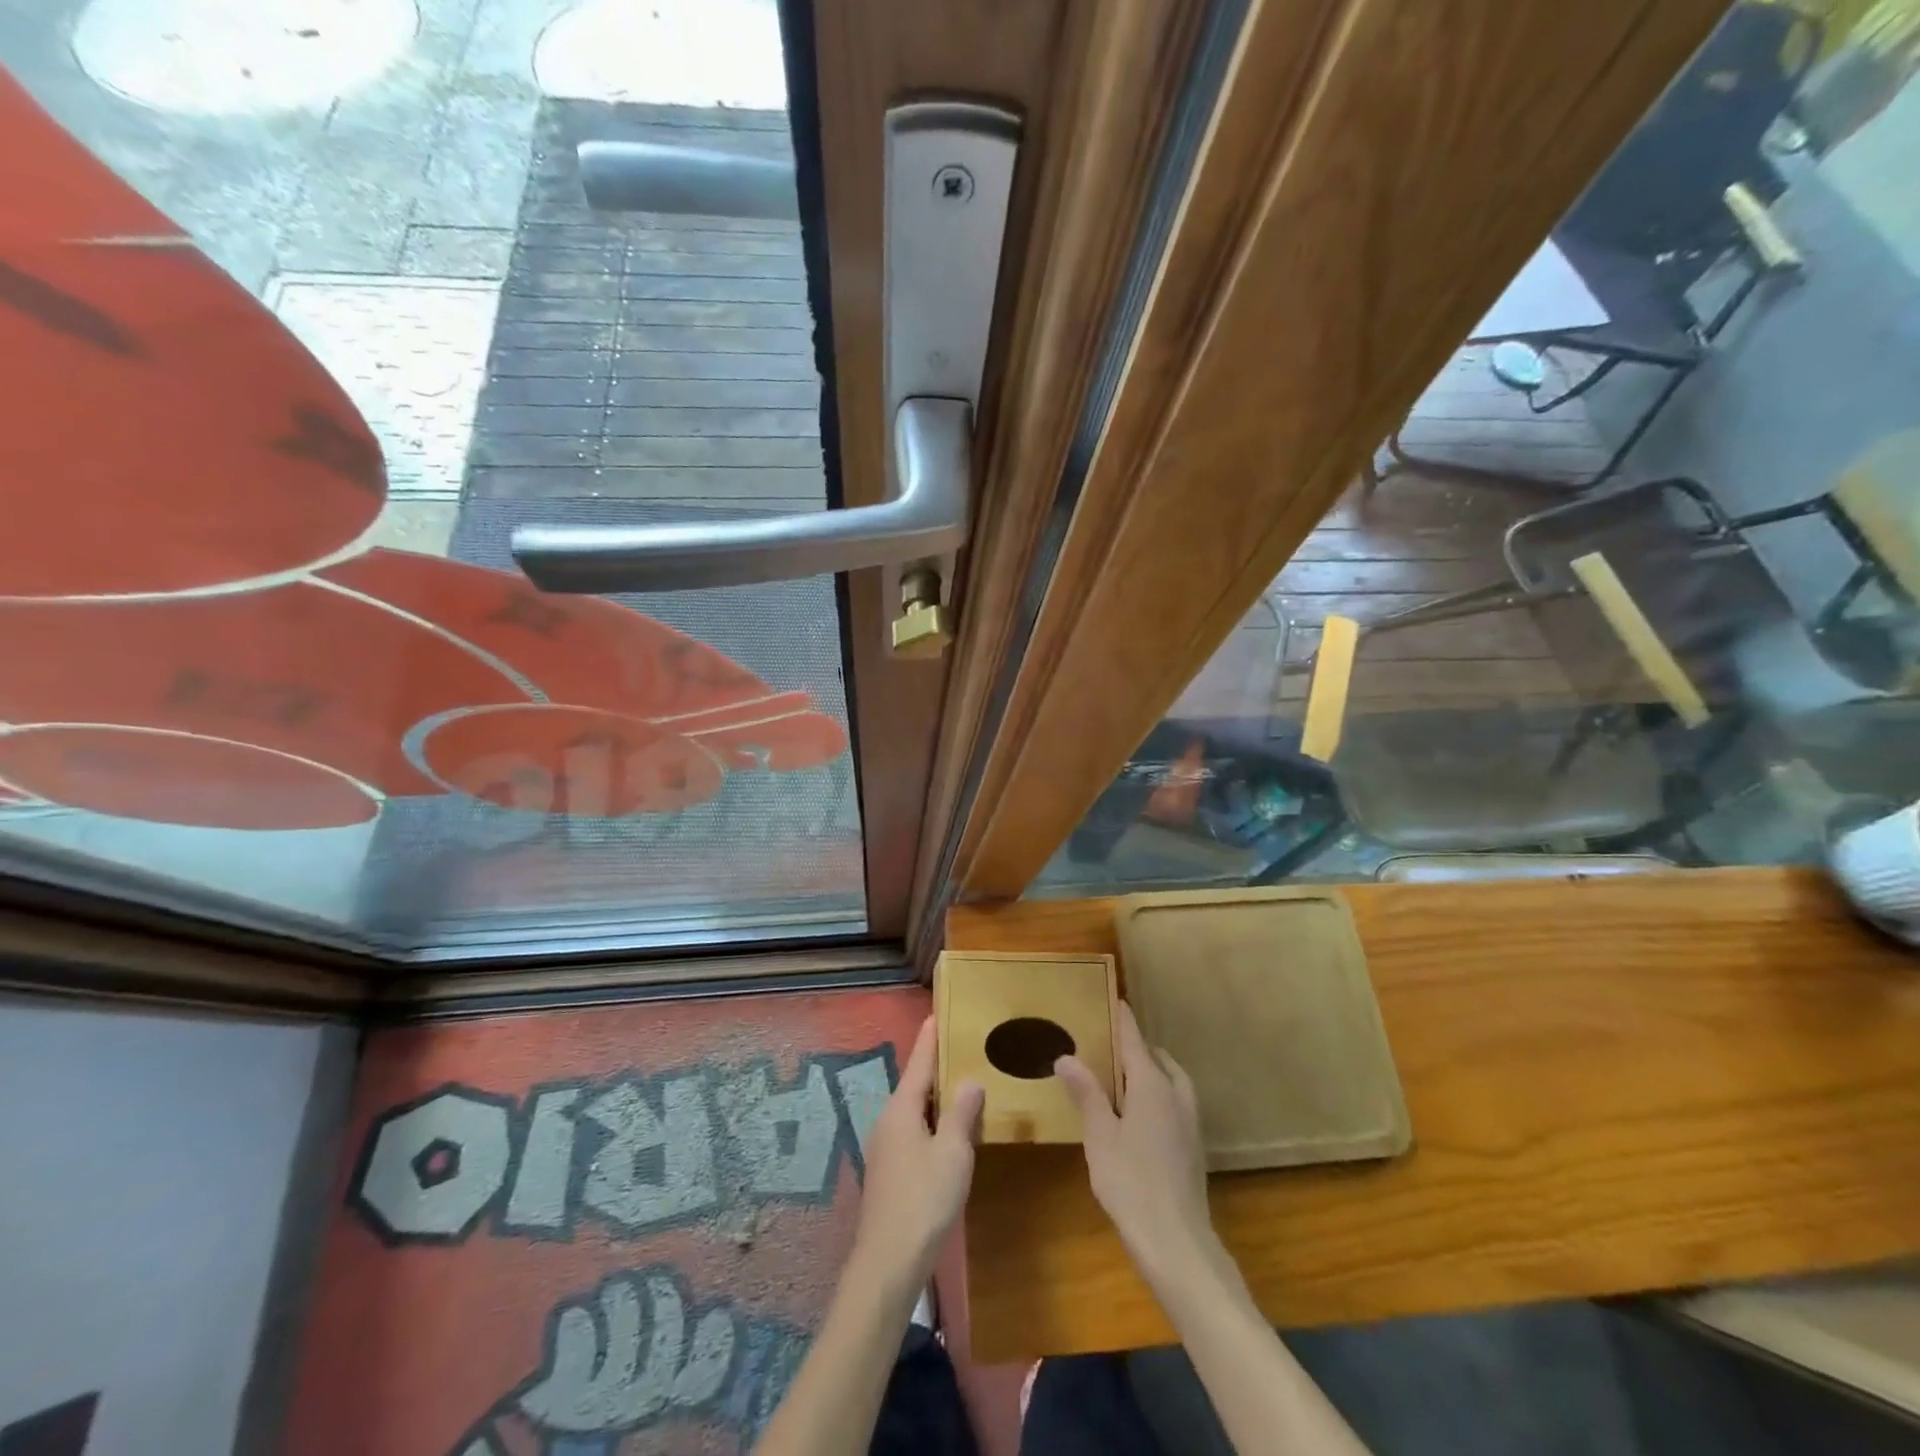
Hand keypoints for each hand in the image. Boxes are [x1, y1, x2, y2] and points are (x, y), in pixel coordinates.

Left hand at [851, 1016, 983, 1289]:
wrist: (888, 1262)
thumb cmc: (924, 1200)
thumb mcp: (953, 1153)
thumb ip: (962, 1114)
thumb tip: (969, 1080)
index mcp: (901, 1109)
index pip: (918, 1063)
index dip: (929, 1039)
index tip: (936, 1014)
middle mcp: (888, 1121)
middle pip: (914, 1086)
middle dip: (935, 1068)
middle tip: (961, 1049)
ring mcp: (885, 1148)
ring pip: (914, 1111)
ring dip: (936, 1099)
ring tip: (962, 1087)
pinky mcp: (888, 1172)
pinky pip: (913, 1132)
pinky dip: (932, 1123)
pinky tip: (949, 1134)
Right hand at [1056, 1001, 1222, 1288]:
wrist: (1177, 1243)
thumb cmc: (1131, 1183)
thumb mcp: (1099, 1136)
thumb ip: (1086, 1093)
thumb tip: (1066, 1055)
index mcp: (1152, 1085)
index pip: (1135, 1039)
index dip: (1123, 1018)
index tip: (1112, 998)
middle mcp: (1176, 1094)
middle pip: (1157, 1057)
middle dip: (1136, 1045)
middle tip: (1108, 1043)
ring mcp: (1190, 1120)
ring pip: (1171, 1079)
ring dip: (1151, 1069)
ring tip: (1123, 1075)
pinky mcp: (1193, 1144)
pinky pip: (1176, 1100)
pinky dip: (1159, 1091)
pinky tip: (1139, 1113)